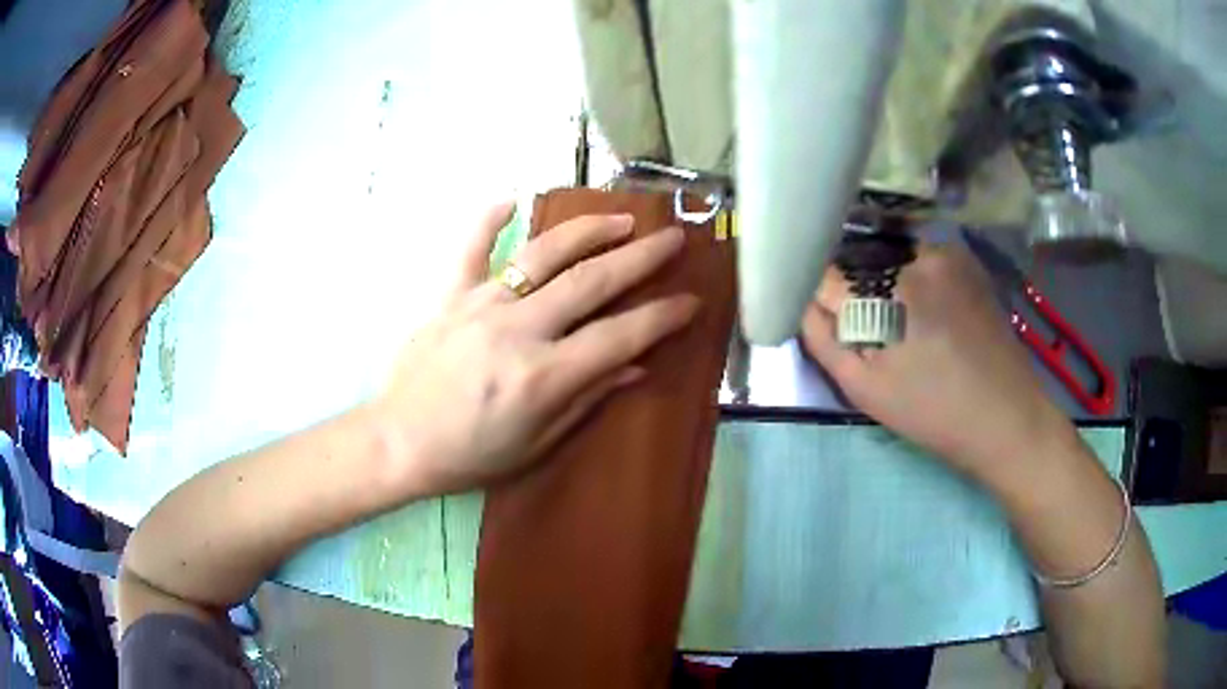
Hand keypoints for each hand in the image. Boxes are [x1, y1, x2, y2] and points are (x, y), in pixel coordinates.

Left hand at [373, 203, 698, 495]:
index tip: (691, 300)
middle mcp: (518, 330)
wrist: (398, 442)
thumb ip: (586, 398)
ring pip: (543, 255)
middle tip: (673, 239)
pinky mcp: (450, 297)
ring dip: (587, 231)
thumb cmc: (470, 456)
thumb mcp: (536, 444)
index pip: (618, 336)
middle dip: (641, 257)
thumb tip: (634, 365)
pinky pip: (470, 249)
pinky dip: (489, 221)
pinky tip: (511, 200)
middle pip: (591, 282)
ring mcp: (481, 305)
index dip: (661, 317)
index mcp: (543, 376)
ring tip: (621, 218)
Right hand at [800, 241, 1074, 486]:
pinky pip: (921, 258)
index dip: (821, 300)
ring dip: (884, 283)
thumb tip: (802, 302)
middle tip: (872, 332)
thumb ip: (823, 339)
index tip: (828, 321)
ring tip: (905, 326)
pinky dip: (914, 277)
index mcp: (888, 289)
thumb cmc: (933, 412)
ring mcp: (946, 252)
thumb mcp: (865, 389)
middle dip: (854, 290)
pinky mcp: (966, 259)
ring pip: (890, 257)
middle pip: (860, 261)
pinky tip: (931, 312)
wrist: (1006, 416)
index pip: (827, 275)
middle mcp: (915, 256)